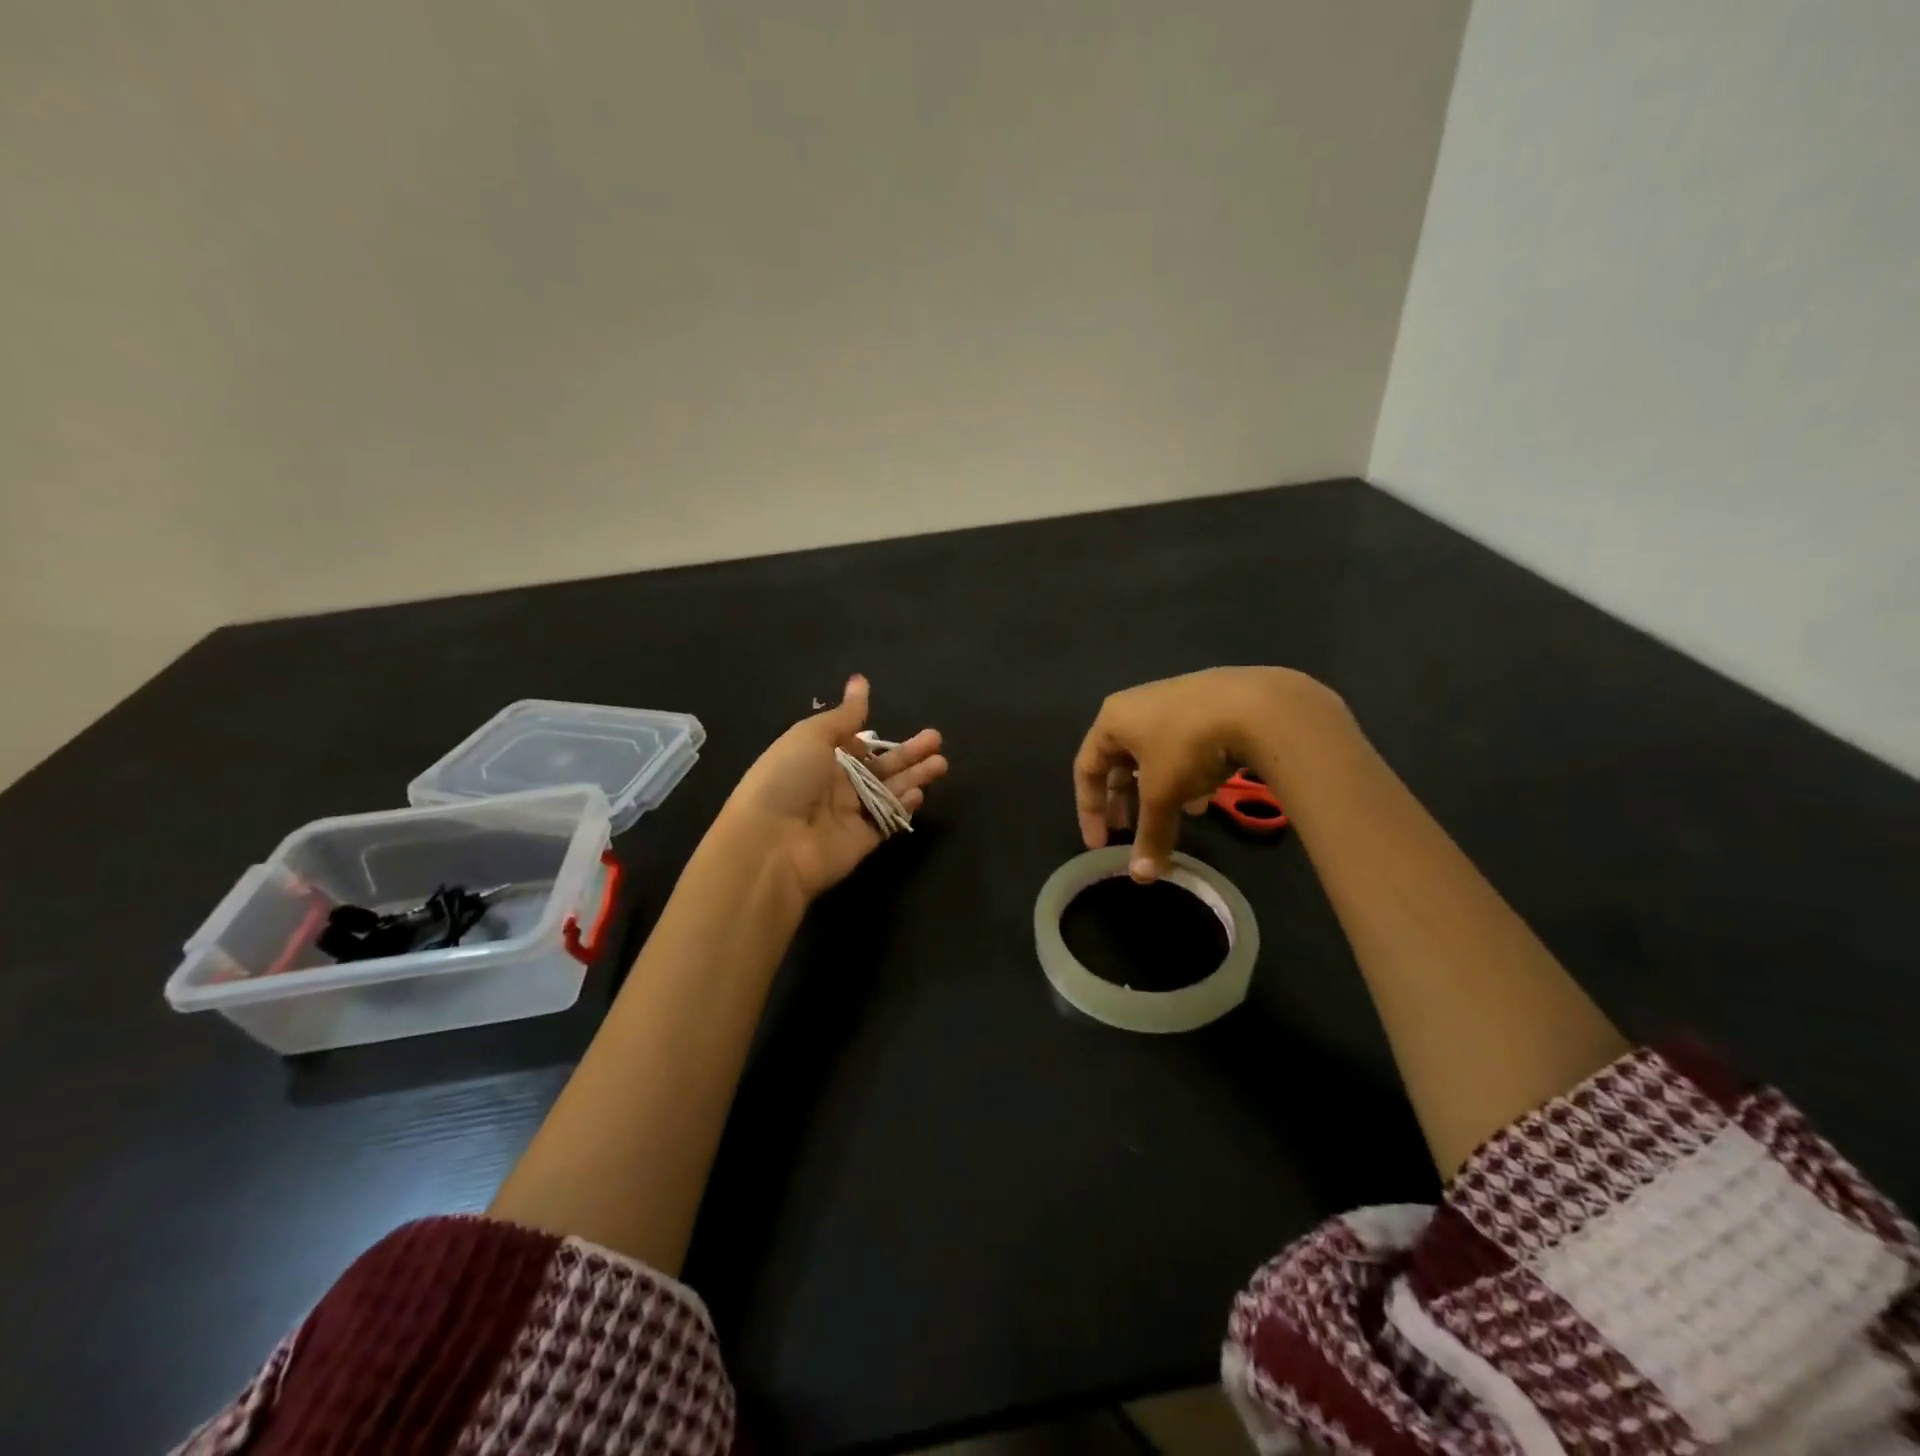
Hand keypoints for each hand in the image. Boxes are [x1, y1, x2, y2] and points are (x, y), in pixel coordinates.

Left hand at [720, 675, 947, 900]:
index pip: (854, 746)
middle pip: (879, 767)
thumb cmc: (787, 779)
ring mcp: (848, 814)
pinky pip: (886, 820)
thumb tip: (860, 681)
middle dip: (908, 753)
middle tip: (936, 739)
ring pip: (888, 791)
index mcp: (816, 758)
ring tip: (941, 763)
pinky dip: (903, 807)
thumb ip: (844, 714)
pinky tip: (919, 793)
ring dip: (914, 776)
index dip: (876, 739)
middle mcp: (834, 785)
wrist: (771, 843)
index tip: (897, 726)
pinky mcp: (861, 840)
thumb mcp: (811, 735)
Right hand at [1074, 667, 1338, 881]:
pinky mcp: (1205, 705)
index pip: (1085, 769)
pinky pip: (1181, 746)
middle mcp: (1136, 706)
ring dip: (1157, 791)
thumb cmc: (1187, 746)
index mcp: (1112, 720)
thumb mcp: (1163, 794)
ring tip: (1170, 819)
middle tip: (1127, 833)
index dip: (1089, 811)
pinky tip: (1203, 798)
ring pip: (1153, 756)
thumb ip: (1149, 834)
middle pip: (1118, 762)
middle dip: (1124, 801)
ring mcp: (1173, 702)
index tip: (1100, 845)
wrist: (1257, 705)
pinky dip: (1184, 775)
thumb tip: (1141, 877)